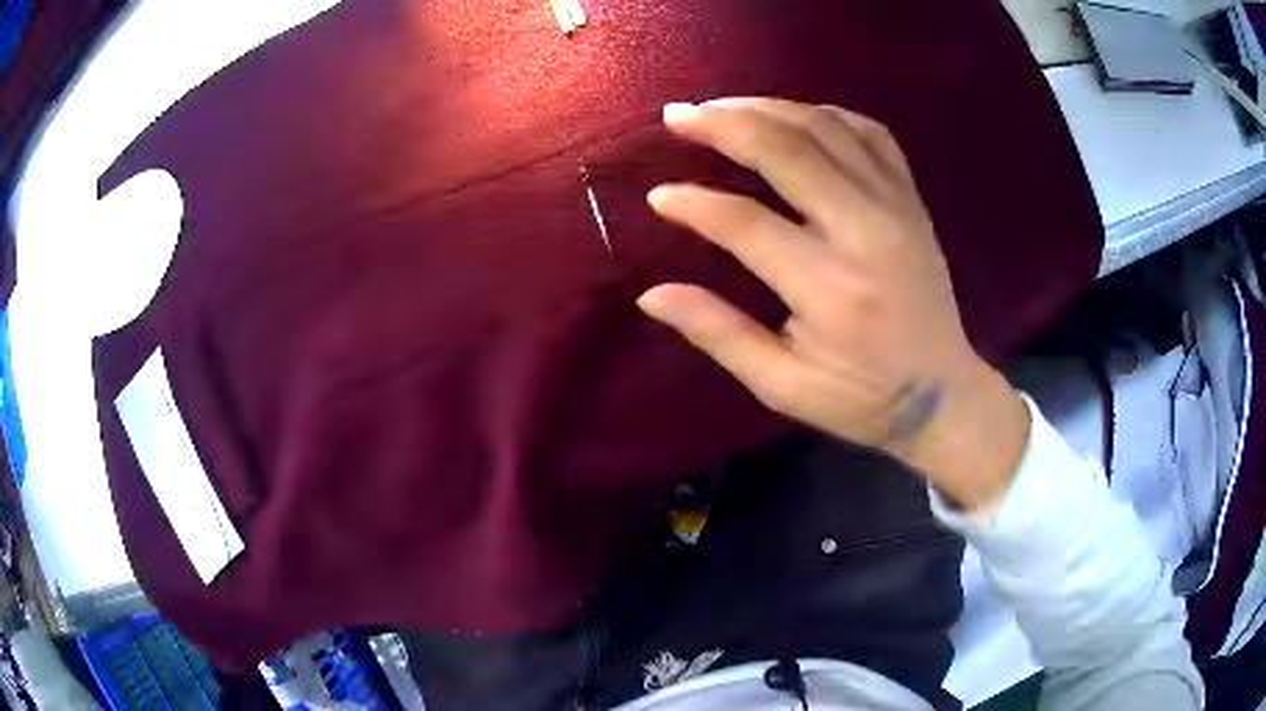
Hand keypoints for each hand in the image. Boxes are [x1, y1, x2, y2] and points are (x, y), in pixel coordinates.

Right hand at [638, 98, 1029, 510]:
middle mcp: (865, 231)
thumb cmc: (860, 398)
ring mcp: (895, 206)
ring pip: (826, 128)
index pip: (746, 223)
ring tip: (721, 107)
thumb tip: (651, 295)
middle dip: (724, 124)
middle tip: (677, 114)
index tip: (658, 196)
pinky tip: (793, 116)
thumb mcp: (782, 385)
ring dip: (767, 108)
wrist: (943, 395)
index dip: (694, 204)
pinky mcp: (911, 199)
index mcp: (829, 287)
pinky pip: (869, 132)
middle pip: (787, 150)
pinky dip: (825, 114)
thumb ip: (719, 333)